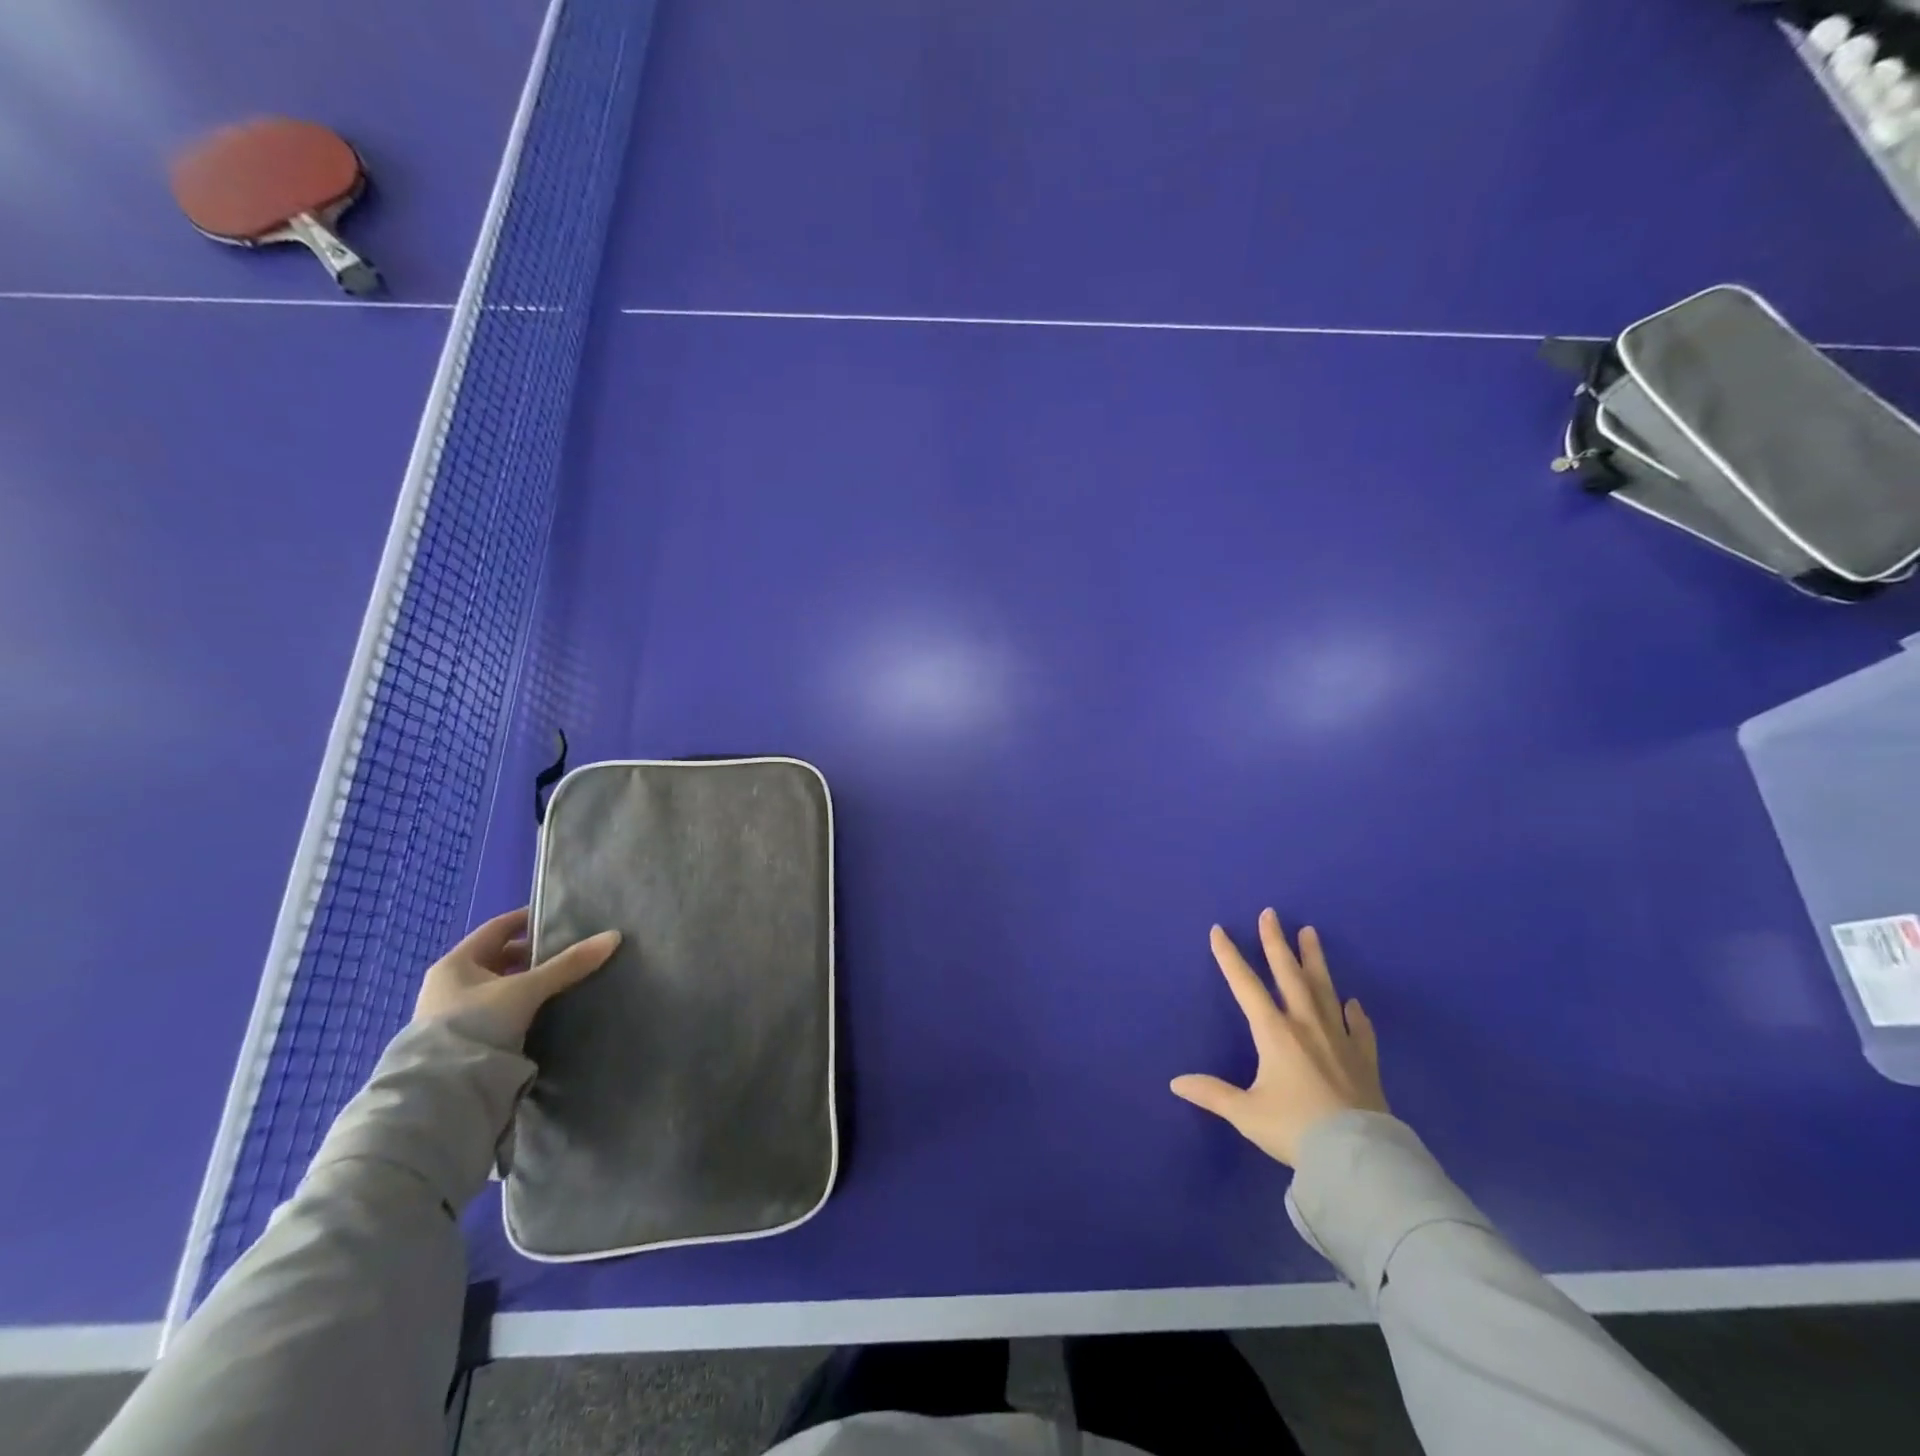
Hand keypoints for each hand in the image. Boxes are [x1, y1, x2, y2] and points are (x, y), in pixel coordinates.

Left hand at [414, 907, 620, 1046]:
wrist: (442, 1090)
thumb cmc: (477, 1023)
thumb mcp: (527, 989)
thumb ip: (568, 964)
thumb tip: (613, 936)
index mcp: (456, 963)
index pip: (498, 928)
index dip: (528, 919)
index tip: (559, 917)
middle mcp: (449, 984)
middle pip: (498, 958)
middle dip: (532, 955)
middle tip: (567, 953)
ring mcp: (451, 1014)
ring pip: (498, 987)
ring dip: (526, 983)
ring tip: (561, 983)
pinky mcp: (461, 1041)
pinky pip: (497, 1011)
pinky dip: (519, 1006)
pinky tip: (542, 1011)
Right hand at [1171, 909, 1387, 1166]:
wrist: (1357, 1157)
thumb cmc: (1295, 1129)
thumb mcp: (1246, 1113)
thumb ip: (1213, 1093)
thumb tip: (1176, 1082)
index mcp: (1274, 1032)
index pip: (1246, 985)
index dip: (1229, 957)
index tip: (1219, 930)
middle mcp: (1306, 1025)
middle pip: (1288, 974)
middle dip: (1276, 942)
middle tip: (1271, 913)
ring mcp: (1339, 1039)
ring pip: (1324, 990)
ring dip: (1315, 960)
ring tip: (1311, 933)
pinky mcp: (1364, 1059)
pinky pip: (1360, 1028)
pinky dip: (1356, 1013)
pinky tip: (1353, 1002)